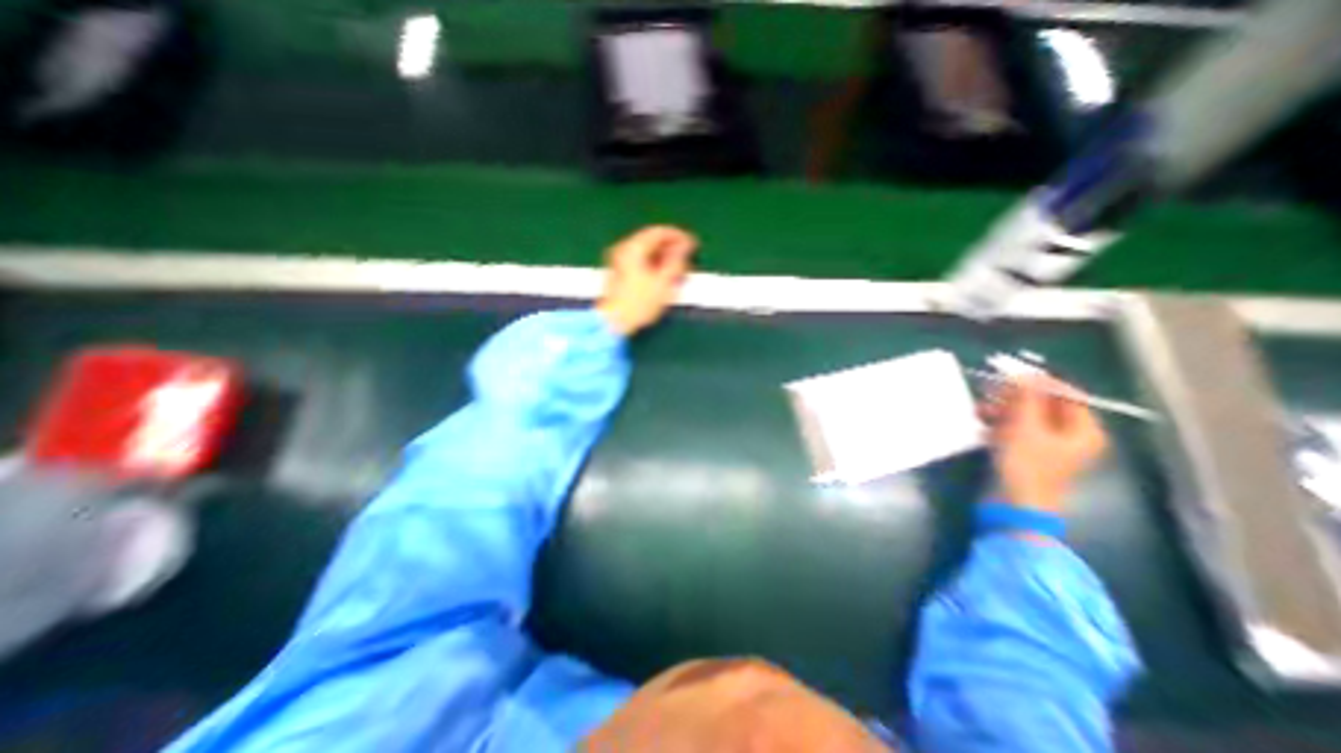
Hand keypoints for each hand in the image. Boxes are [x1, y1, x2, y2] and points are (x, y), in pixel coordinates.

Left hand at [600, 224, 701, 335]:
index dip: (679, 236)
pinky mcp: (617, 273)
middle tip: (687, 258)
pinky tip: (662, 277)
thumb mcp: (664, 282)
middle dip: (671, 248)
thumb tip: (685, 246)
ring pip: (645, 252)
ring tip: (677, 270)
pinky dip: (653, 265)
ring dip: (662, 257)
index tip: (693, 245)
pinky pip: (639, 261)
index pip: (659, 232)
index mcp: (633, 247)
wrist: (613, 323)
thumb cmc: (639, 303)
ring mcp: (617, 260)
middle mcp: (623, 249)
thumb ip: (676, 261)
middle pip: (651, 240)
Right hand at [983, 374, 1111, 513]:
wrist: (1013, 504)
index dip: (1041, 382)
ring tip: (980, 407)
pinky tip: (981, 421)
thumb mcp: (1026, 428)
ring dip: (1002, 409)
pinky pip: (1014, 429)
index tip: (1012, 374)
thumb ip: (1027, 399)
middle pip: (1044, 405)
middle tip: (991, 389)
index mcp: (1083, 430)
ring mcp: (1046, 445)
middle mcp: (1069, 436)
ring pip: (1025, 416)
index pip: (1067, 395)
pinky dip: (998, 422)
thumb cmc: (1027, 466)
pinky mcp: (1025, 453)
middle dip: (1016, 396)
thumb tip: (1026, 373)